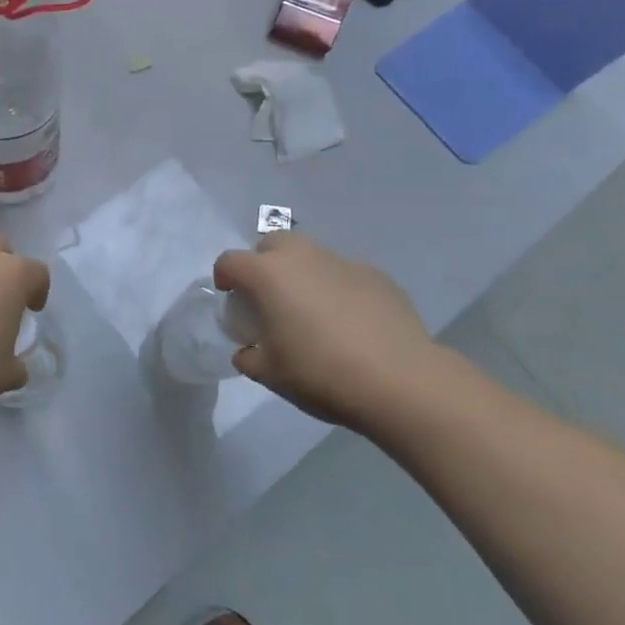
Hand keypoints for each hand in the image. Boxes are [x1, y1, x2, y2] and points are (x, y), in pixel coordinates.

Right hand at [213, 234, 440, 430]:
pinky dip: (337, 288)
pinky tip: (350, 322)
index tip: (230, 298)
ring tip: (312, 311)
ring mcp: (342, 262)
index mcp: (268, 275)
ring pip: (311, 255)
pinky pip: (344, 274)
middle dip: (264, 264)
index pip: (230, 261)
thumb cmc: (321, 373)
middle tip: (270, 299)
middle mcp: (302, 257)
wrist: (400, 380)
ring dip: (302, 274)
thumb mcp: (270, 374)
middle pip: (271, 244)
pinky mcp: (376, 275)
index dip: (224, 278)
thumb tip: (249, 351)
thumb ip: (249, 357)